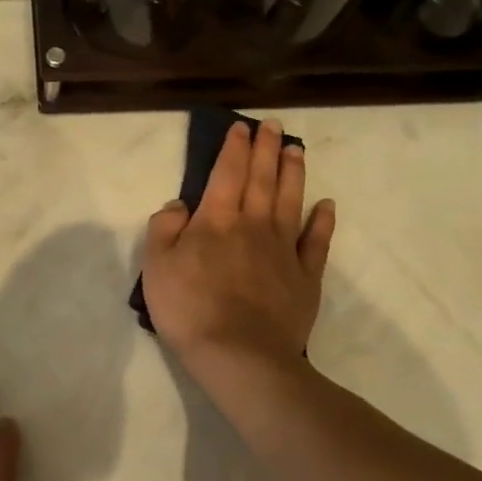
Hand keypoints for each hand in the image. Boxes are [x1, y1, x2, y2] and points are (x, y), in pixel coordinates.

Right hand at [141, 120, 335, 371]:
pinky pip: (316, 242)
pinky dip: (322, 222)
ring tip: (297, 150)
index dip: (234, 148)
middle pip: (262, 179)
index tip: (242, 127)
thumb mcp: (155, 266)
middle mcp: (253, 225)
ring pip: (290, 201)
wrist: (239, 355)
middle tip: (274, 125)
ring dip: (293, 173)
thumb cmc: (189, 309)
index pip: (226, 173)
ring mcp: (283, 250)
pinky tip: (326, 206)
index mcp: (216, 220)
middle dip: (267, 149)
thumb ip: (164, 228)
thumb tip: (180, 204)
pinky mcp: (305, 277)